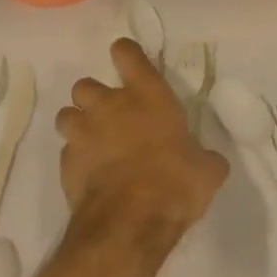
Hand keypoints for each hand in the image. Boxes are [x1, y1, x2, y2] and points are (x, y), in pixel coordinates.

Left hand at [55, 39, 228, 256]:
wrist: (130, 222)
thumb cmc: (175, 184)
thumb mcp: (206, 171)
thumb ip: (205, 158)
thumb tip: (210, 160)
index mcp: (148, 95)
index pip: (127, 53)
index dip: (126, 55)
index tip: (128, 63)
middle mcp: (110, 105)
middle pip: (86, 84)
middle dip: (94, 97)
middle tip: (111, 116)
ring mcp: (83, 132)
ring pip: (67, 114)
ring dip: (78, 124)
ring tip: (93, 142)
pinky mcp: (66, 162)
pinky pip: (66, 150)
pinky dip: (76, 158)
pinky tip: (90, 173)